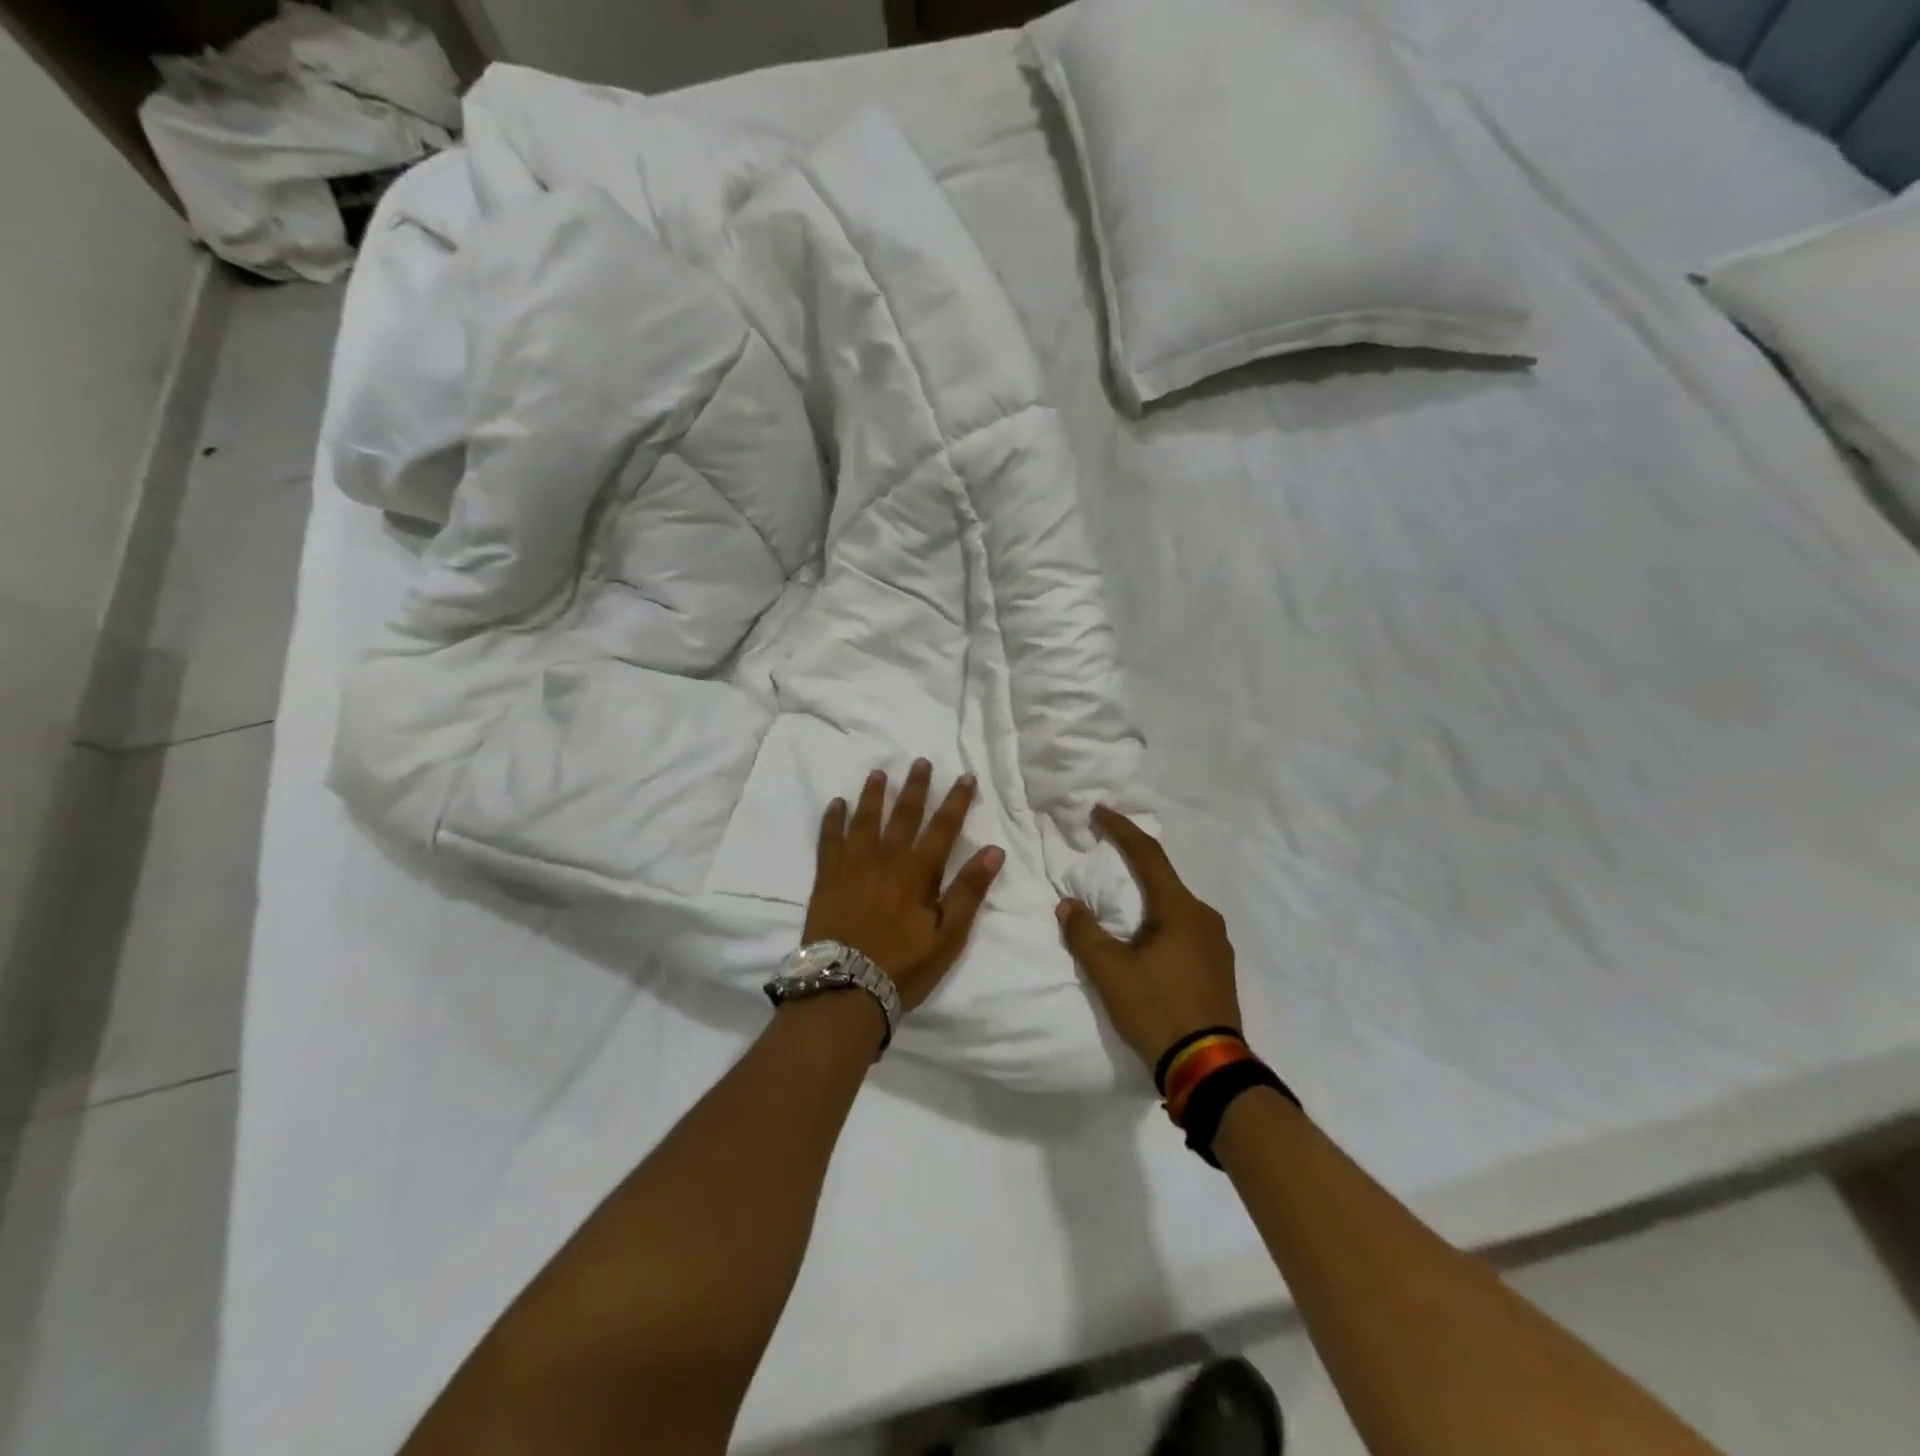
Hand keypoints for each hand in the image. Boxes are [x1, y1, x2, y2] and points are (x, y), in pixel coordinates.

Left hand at [805, 761, 1004, 1011]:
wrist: (845, 988)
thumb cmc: (903, 966)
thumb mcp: (948, 936)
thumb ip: (969, 891)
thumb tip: (993, 850)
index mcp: (918, 872)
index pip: (943, 828)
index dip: (956, 801)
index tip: (965, 776)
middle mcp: (885, 859)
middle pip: (903, 815)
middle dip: (915, 787)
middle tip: (920, 761)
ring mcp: (852, 866)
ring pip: (865, 820)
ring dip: (873, 795)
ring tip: (878, 773)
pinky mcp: (826, 878)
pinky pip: (829, 840)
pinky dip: (833, 820)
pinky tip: (836, 804)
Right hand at [1056, 805, 1241, 1071]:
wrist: (1210, 1068)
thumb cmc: (1158, 1010)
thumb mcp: (1111, 973)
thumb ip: (1085, 933)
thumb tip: (1068, 905)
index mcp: (1180, 909)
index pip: (1148, 855)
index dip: (1121, 829)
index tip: (1098, 811)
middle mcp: (1204, 918)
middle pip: (1163, 879)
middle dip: (1132, 864)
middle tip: (1104, 854)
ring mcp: (1217, 944)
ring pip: (1174, 907)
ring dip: (1146, 898)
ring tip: (1119, 904)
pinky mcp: (1218, 967)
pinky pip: (1184, 929)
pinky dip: (1160, 922)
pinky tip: (1145, 941)